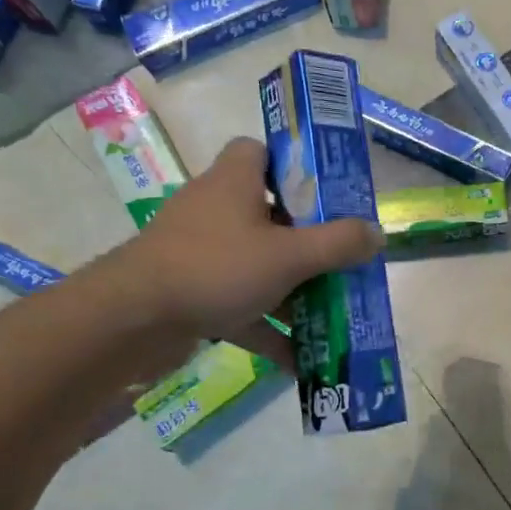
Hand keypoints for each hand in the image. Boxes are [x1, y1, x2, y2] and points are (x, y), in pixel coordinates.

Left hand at [89, 137, 383, 370]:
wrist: (133, 320)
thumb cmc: (216, 268)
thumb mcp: (289, 256)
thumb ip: (338, 244)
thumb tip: (377, 233)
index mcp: (235, 182)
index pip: (260, 150)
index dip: (293, 165)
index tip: (326, 193)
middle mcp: (216, 209)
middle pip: (269, 213)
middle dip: (307, 239)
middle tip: (341, 257)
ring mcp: (201, 253)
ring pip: (257, 263)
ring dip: (292, 289)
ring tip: (331, 310)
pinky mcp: (192, 291)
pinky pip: (240, 305)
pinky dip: (267, 327)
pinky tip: (299, 359)